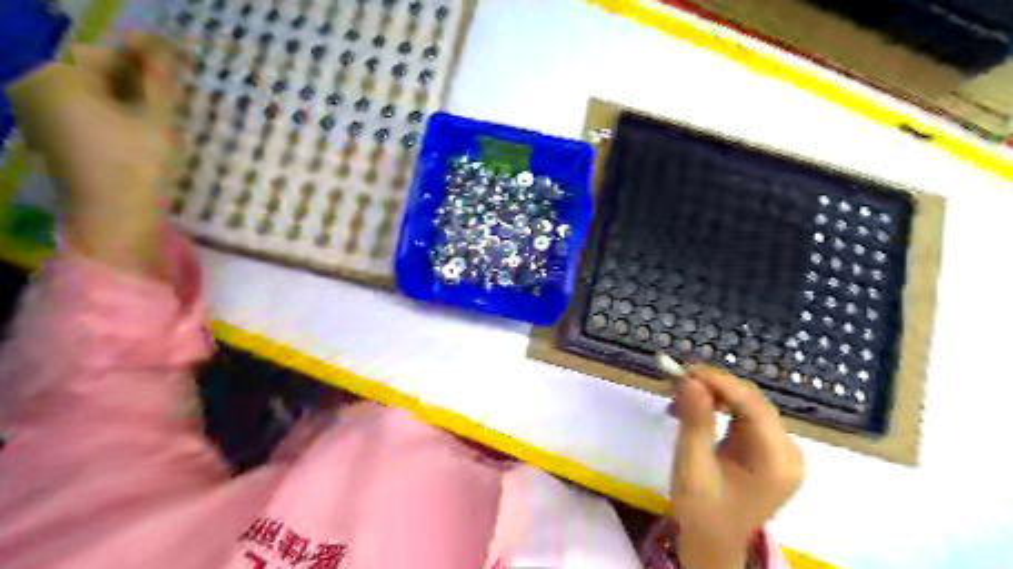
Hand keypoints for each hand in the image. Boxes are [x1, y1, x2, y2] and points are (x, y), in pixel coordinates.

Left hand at [5, 33, 180, 277]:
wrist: (115, 218)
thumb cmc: (137, 165)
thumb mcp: (156, 118)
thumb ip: (160, 78)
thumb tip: (169, 47)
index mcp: (56, 76)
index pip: (104, 48)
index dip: (144, 49)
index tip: (178, 54)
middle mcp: (37, 86)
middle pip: (93, 65)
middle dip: (136, 69)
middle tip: (176, 77)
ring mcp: (41, 110)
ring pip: (91, 85)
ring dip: (129, 87)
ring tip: (165, 97)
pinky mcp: (53, 131)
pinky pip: (84, 104)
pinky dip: (115, 104)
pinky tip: (142, 116)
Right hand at [666, 361, 807, 566]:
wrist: (712, 545)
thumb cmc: (701, 510)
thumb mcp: (692, 465)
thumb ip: (695, 420)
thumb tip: (688, 380)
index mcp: (777, 461)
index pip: (752, 405)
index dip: (719, 382)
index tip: (685, 370)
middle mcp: (788, 451)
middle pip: (752, 402)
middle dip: (713, 387)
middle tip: (677, 381)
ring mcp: (781, 451)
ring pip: (747, 405)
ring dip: (713, 395)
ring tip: (679, 397)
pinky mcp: (768, 450)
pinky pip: (744, 417)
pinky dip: (718, 408)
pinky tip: (694, 410)